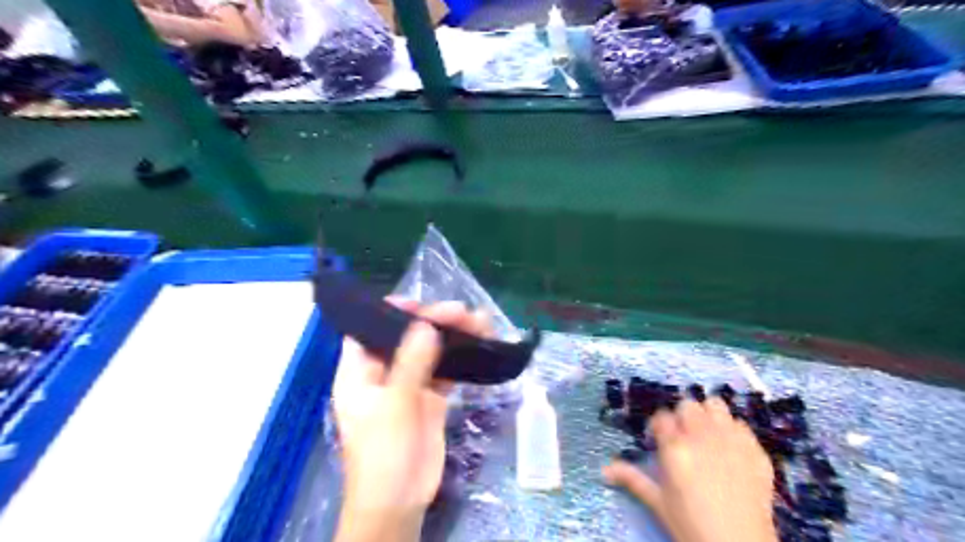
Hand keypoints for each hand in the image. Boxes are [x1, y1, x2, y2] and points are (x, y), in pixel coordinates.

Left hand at [337, 300, 493, 541]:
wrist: (400, 502)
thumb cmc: (383, 453)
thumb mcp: (394, 405)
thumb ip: (410, 363)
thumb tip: (425, 324)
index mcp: (359, 372)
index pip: (368, 332)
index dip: (389, 313)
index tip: (417, 303)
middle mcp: (383, 374)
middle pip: (406, 338)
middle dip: (432, 322)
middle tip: (460, 312)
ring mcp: (408, 386)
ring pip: (429, 353)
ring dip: (451, 338)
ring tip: (478, 322)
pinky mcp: (430, 399)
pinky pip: (445, 371)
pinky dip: (460, 359)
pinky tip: (478, 345)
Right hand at [602, 398, 773, 541]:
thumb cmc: (692, 526)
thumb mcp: (659, 503)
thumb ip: (632, 479)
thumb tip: (604, 470)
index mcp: (675, 448)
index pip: (661, 417)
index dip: (658, 427)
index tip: (658, 440)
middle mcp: (702, 436)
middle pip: (687, 405)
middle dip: (682, 417)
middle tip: (682, 438)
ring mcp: (732, 440)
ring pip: (715, 405)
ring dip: (708, 415)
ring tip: (706, 435)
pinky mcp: (756, 450)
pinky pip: (740, 424)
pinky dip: (732, 431)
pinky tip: (730, 449)